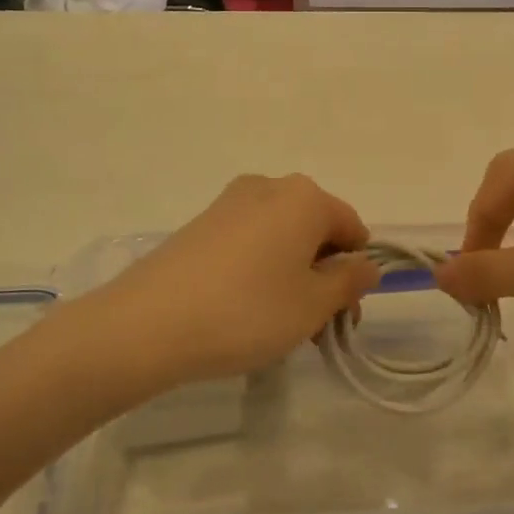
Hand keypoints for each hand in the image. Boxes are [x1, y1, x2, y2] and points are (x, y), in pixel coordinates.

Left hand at [93, 175, 379, 386]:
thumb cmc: (247, 311)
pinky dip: (259, 269)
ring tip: (277, 323)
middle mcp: (269, 187)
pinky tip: (243, 308)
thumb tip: (365, 265)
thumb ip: (348, 282)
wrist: (148, 324)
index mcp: (305, 197)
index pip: (352, 227)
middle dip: (323, 274)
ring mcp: (230, 202)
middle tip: (313, 326)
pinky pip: (249, 241)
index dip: (356, 271)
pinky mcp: (201, 223)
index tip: (343, 314)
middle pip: (315, 229)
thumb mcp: (312, 305)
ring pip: (282, 236)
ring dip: (292, 274)